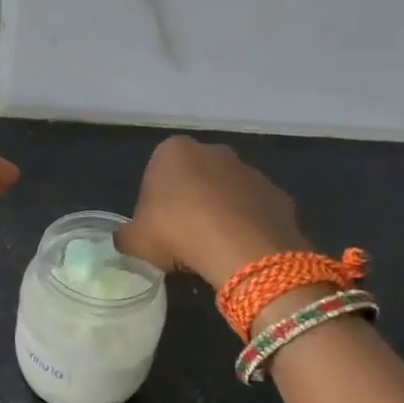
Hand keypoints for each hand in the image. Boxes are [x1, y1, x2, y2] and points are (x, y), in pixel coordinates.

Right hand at [115, 136, 309, 288]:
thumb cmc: (177, 233)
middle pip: (194, 178)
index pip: (156, 172)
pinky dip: (246, 227)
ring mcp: (249, 171)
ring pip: (226, 193)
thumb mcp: (135, 241)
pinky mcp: (277, 194)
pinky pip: (254, 211)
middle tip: (182, 238)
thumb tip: (127, 239)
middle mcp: (213, 151)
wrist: (243, 250)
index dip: (154, 203)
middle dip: (189, 202)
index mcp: (172, 151)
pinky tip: (238, 251)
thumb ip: (126, 236)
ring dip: (219, 214)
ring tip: (212, 249)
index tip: (156, 229)